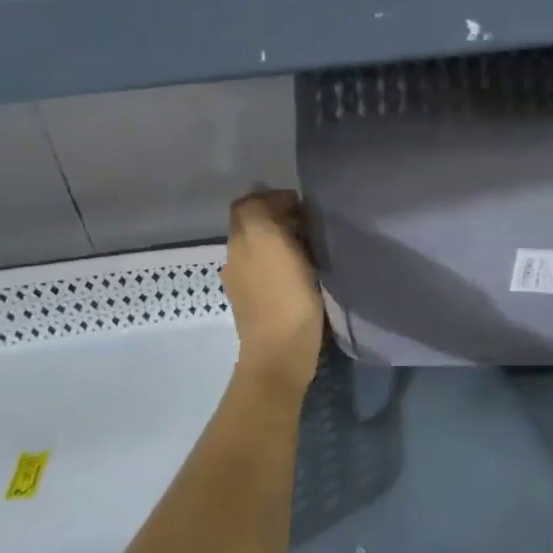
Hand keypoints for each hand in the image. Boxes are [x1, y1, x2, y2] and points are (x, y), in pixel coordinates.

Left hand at [223, 190, 323, 396]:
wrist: (280, 354)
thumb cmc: (284, 297)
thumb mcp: (270, 241)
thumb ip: (261, 212)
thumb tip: (269, 201)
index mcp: (240, 241)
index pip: (247, 205)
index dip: (273, 198)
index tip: (304, 204)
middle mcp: (237, 259)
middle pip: (255, 226)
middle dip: (281, 218)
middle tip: (313, 223)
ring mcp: (247, 284)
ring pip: (264, 248)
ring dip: (286, 241)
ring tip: (315, 246)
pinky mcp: (262, 304)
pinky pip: (272, 271)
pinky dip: (288, 263)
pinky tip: (307, 271)